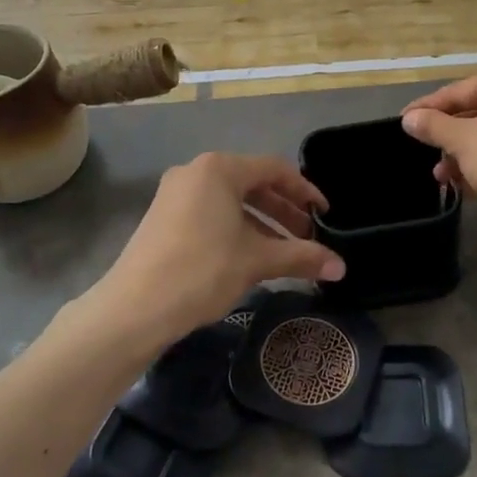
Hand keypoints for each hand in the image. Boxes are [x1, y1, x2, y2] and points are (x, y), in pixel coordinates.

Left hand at [97, 153, 344, 346]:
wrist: (134, 308)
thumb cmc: (202, 271)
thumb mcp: (256, 261)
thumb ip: (301, 257)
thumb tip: (341, 267)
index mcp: (219, 169)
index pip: (274, 170)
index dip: (305, 191)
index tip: (325, 215)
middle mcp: (195, 172)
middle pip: (252, 184)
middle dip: (284, 211)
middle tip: (308, 238)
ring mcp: (174, 194)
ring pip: (231, 201)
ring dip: (262, 223)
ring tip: (285, 253)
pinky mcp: (163, 217)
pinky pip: (211, 213)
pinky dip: (236, 229)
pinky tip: (250, 257)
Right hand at [401, 69, 476, 220]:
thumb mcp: (462, 141)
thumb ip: (433, 126)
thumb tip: (410, 118)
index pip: (458, 90)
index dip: (427, 108)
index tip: (404, 122)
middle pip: (476, 112)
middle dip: (447, 137)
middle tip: (425, 154)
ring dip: (465, 155)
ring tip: (443, 177)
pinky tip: (469, 186)